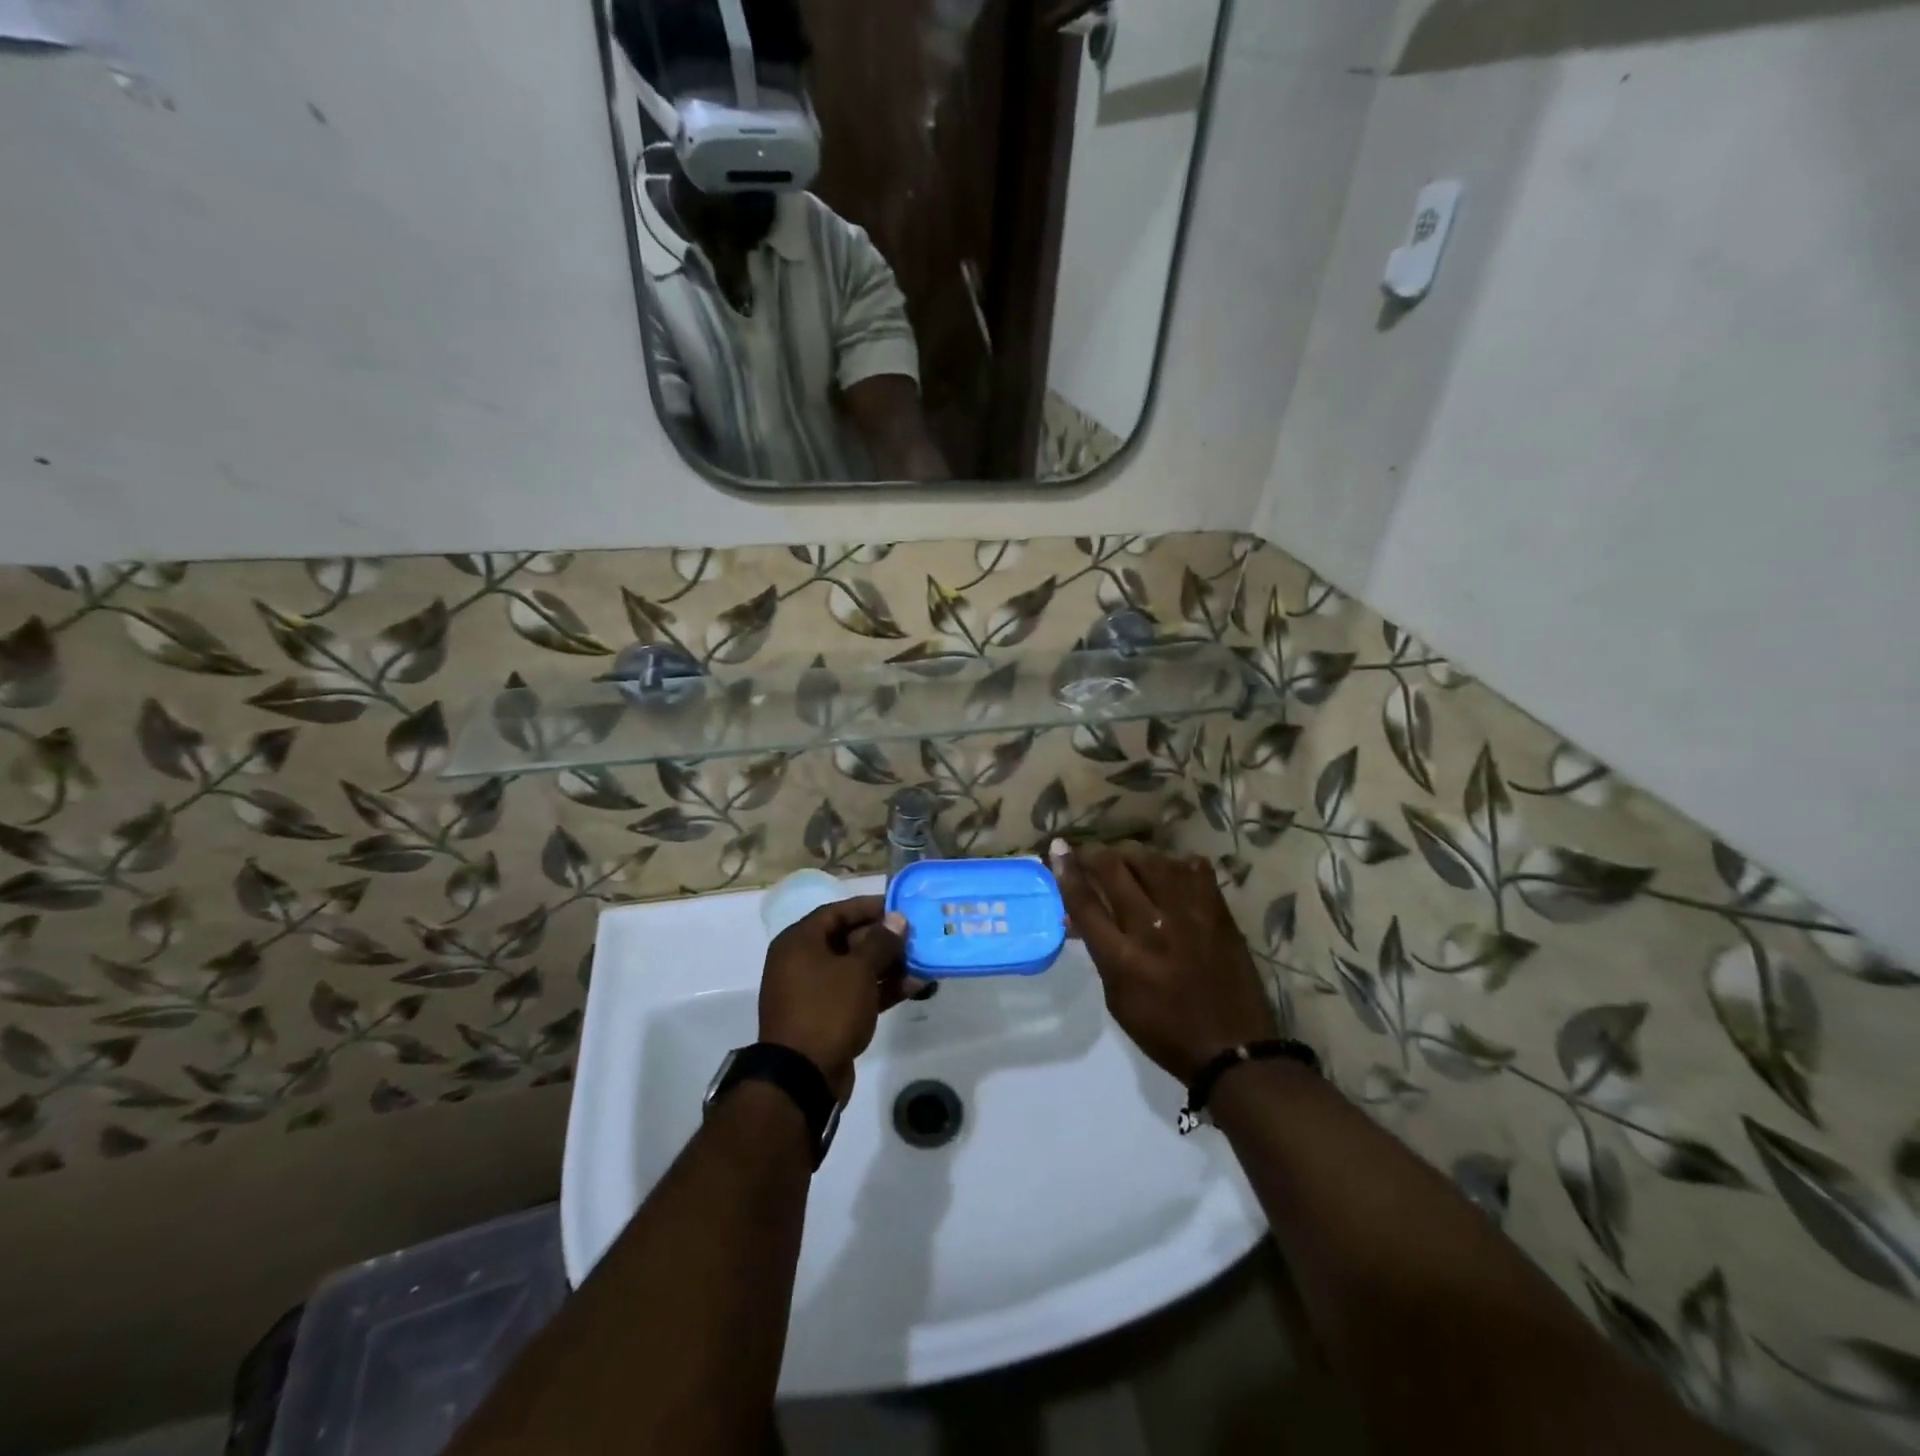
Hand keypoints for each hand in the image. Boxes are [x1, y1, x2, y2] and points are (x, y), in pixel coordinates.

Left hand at [758, 896, 909, 1100]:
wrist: (802, 1078)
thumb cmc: (827, 1010)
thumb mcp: (858, 971)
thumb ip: (880, 942)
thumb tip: (896, 919)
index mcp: (799, 942)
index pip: (836, 912)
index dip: (868, 907)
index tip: (898, 906)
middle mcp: (801, 962)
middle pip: (847, 940)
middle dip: (882, 938)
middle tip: (915, 935)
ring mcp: (813, 992)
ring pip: (854, 969)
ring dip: (887, 965)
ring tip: (921, 960)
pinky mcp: (826, 1018)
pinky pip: (856, 993)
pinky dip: (881, 989)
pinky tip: (914, 985)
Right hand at [1050, 841, 1277, 1083]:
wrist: (1234, 1049)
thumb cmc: (1166, 1032)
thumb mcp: (1118, 1000)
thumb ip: (1100, 953)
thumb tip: (1079, 917)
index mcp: (1123, 960)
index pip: (1085, 903)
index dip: (1067, 871)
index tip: (1058, 849)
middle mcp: (1153, 929)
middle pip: (1115, 871)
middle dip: (1093, 854)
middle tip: (1087, 853)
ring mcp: (1190, 916)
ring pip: (1153, 861)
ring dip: (1131, 855)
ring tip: (1125, 860)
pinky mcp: (1219, 912)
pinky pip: (1193, 868)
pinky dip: (1175, 864)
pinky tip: (1168, 871)